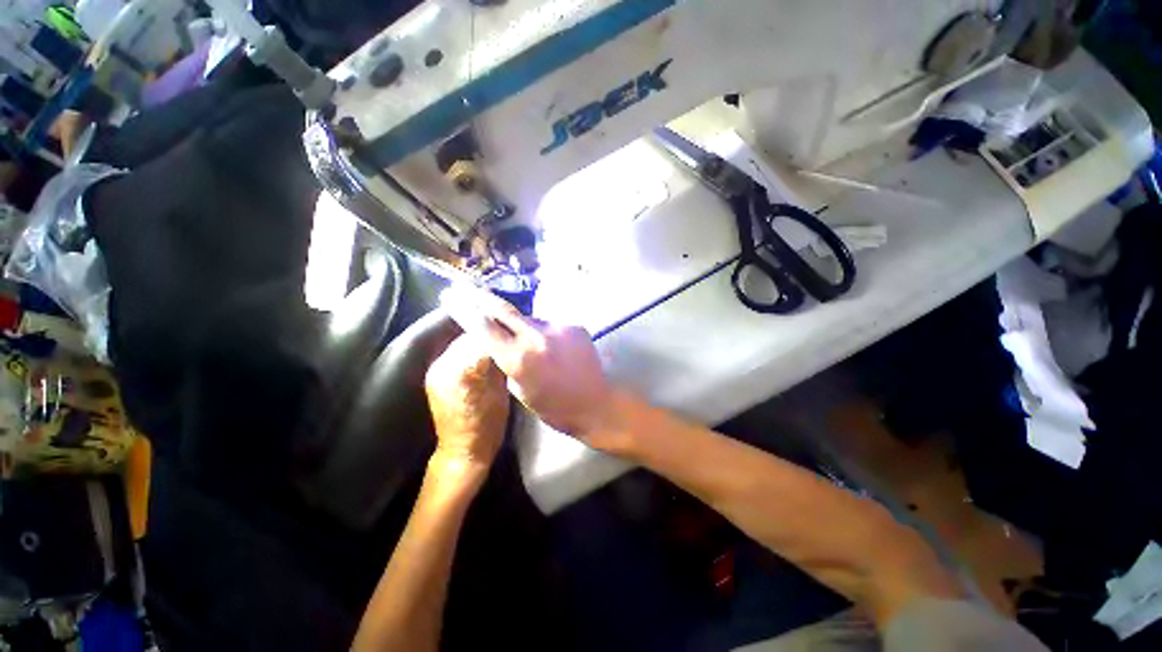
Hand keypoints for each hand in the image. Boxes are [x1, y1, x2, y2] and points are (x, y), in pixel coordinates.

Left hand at [425, 335, 509, 476]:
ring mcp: (435, 369)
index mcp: (463, 370)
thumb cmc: (489, 424)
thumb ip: (499, 361)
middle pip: (469, 336)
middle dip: (488, 332)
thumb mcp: (502, 390)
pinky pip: (455, 352)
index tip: (514, 329)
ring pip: (461, 341)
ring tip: (496, 341)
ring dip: (479, 339)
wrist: (462, 449)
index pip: (483, 337)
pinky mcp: (433, 374)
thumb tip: (506, 339)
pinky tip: (481, 353)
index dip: (499, 331)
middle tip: (506, 332)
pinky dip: (469, 349)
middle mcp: (443, 364)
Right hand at [442, 284, 617, 440]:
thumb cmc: (554, 407)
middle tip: (466, 289)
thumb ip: (507, 361)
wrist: (595, 403)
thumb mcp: (519, 390)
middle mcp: (536, 336)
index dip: (463, 309)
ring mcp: (558, 327)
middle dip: (481, 297)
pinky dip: (545, 333)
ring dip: (522, 325)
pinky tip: (553, 348)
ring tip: (529, 342)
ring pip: (530, 318)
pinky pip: (551, 325)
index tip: (450, 298)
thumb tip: (501, 342)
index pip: (483, 326)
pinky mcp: (574, 325)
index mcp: (518, 358)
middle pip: (503, 309)